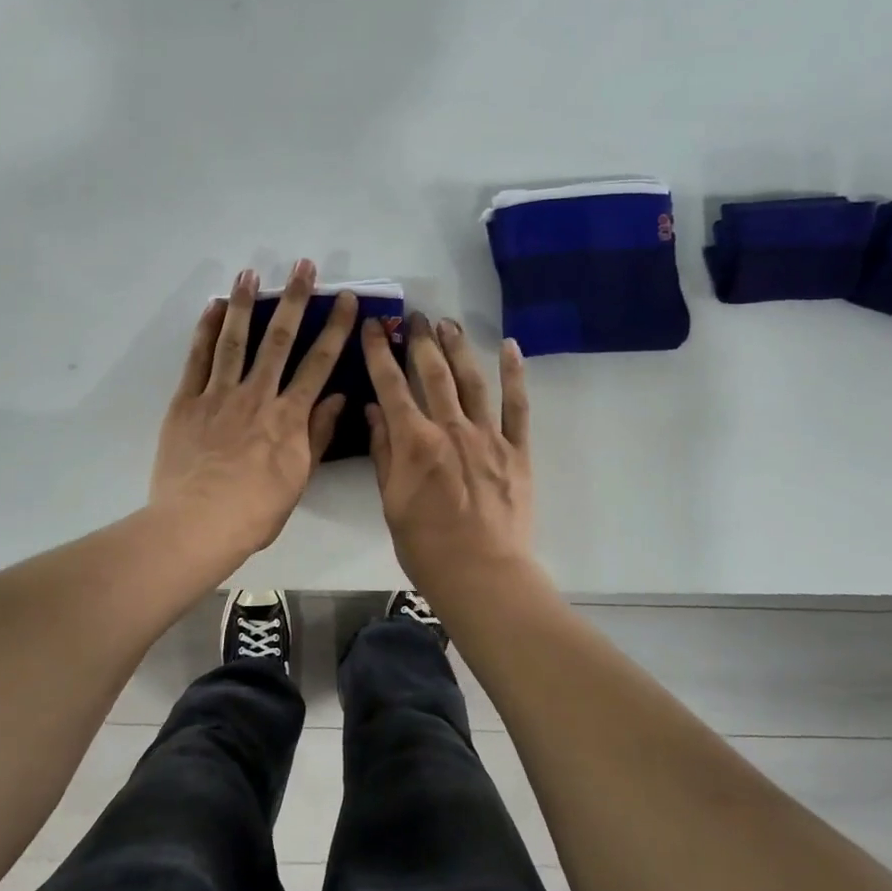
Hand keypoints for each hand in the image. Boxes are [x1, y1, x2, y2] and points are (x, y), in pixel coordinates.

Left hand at [151, 260, 357, 556]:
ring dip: (244, 304)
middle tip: (303, 266)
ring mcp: (218, 395)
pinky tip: (212, 308)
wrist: (198, 525)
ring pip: (234, 340)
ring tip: (250, 272)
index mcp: (289, 417)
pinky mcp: (186, 402)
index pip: (319, 364)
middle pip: (279, 340)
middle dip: (294, 300)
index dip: (335, 329)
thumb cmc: (254, 511)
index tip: (346, 300)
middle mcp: (257, 396)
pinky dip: (205, 332)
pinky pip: (197, 360)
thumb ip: (317, 436)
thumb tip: (337, 398)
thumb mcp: (298, 479)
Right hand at [363, 313, 535, 593]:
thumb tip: (374, 411)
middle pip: (433, 374)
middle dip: (421, 341)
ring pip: (472, 381)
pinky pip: (518, 406)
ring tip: (448, 324)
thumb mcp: (390, 502)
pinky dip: (514, 375)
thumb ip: (384, 453)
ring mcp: (488, 437)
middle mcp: (450, 428)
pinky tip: (510, 347)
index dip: (380, 352)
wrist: (481, 573)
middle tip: (415, 317)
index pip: (391, 386)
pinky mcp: (517, 451)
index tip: (373, 327)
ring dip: (459, 348)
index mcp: (414, 442)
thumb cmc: (425, 545)